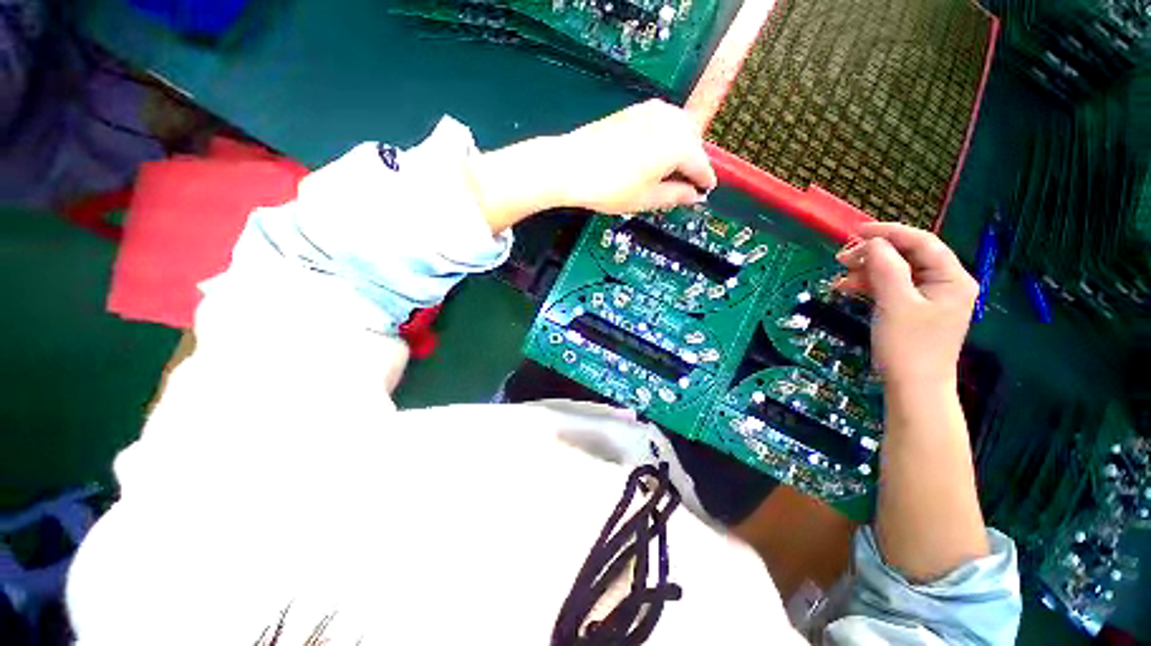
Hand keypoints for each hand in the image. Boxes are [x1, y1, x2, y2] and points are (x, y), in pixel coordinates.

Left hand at [467, 100, 715, 232]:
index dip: (705, 181)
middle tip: (684, 186)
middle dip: (693, 164)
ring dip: (680, 150)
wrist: (570, 166)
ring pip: (679, 130)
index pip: (702, 165)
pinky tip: (653, 157)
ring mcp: (652, 111)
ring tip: (667, 174)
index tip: (706, 192)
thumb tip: (693, 196)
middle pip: (693, 143)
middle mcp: (670, 121)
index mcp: (678, 145)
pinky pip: (662, 123)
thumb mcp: (646, 199)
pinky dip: (665, 140)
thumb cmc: (609, 187)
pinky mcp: (636, 109)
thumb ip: (676, 196)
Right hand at [833, 222, 978, 388]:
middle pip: (908, 255)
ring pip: (897, 271)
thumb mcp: (894, 303)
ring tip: (840, 278)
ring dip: (867, 271)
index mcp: (951, 278)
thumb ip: (886, 267)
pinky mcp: (916, 310)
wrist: (913, 388)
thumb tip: (873, 242)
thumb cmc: (908, 346)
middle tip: (841, 259)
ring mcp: (931, 297)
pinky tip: (849, 289)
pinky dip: (870, 285)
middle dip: (873, 254)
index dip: (889, 231)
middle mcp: (946, 283)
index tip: (856, 231)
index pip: (921, 241)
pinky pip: (892, 287)